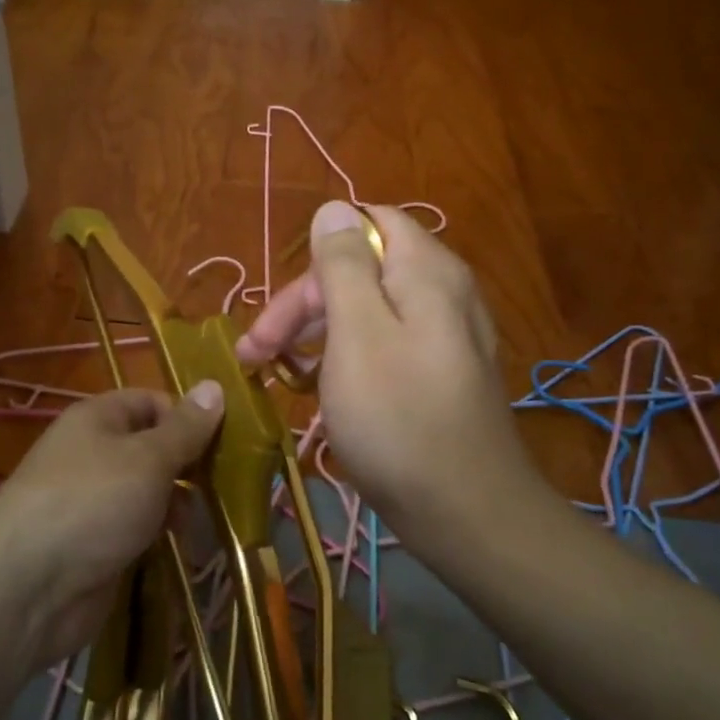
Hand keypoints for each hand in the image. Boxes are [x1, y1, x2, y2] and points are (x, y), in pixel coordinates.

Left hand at [0, 385, 223, 667]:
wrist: (28, 588)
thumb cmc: (93, 503)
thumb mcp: (148, 457)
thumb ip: (185, 428)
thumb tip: (215, 385)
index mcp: (98, 419)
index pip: (152, 401)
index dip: (188, 415)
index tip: (227, 440)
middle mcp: (95, 454)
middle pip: (154, 448)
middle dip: (191, 465)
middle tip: (228, 485)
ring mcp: (96, 502)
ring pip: (150, 492)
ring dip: (181, 505)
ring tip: (206, 524)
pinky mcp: (99, 545)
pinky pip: (140, 529)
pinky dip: (163, 536)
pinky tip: (187, 550)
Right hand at [235, 200, 530, 552]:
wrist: (464, 512)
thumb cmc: (398, 418)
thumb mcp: (358, 333)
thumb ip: (345, 265)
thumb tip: (334, 207)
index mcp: (426, 271)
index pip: (367, 223)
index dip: (318, 257)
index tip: (283, 307)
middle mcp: (441, 293)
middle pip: (361, 271)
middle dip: (303, 305)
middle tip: (256, 353)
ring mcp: (443, 337)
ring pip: (367, 312)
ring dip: (315, 335)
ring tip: (275, 374)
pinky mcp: (437, 375)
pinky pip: (383, 347)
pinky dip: (344, 360)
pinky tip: (318, 391)